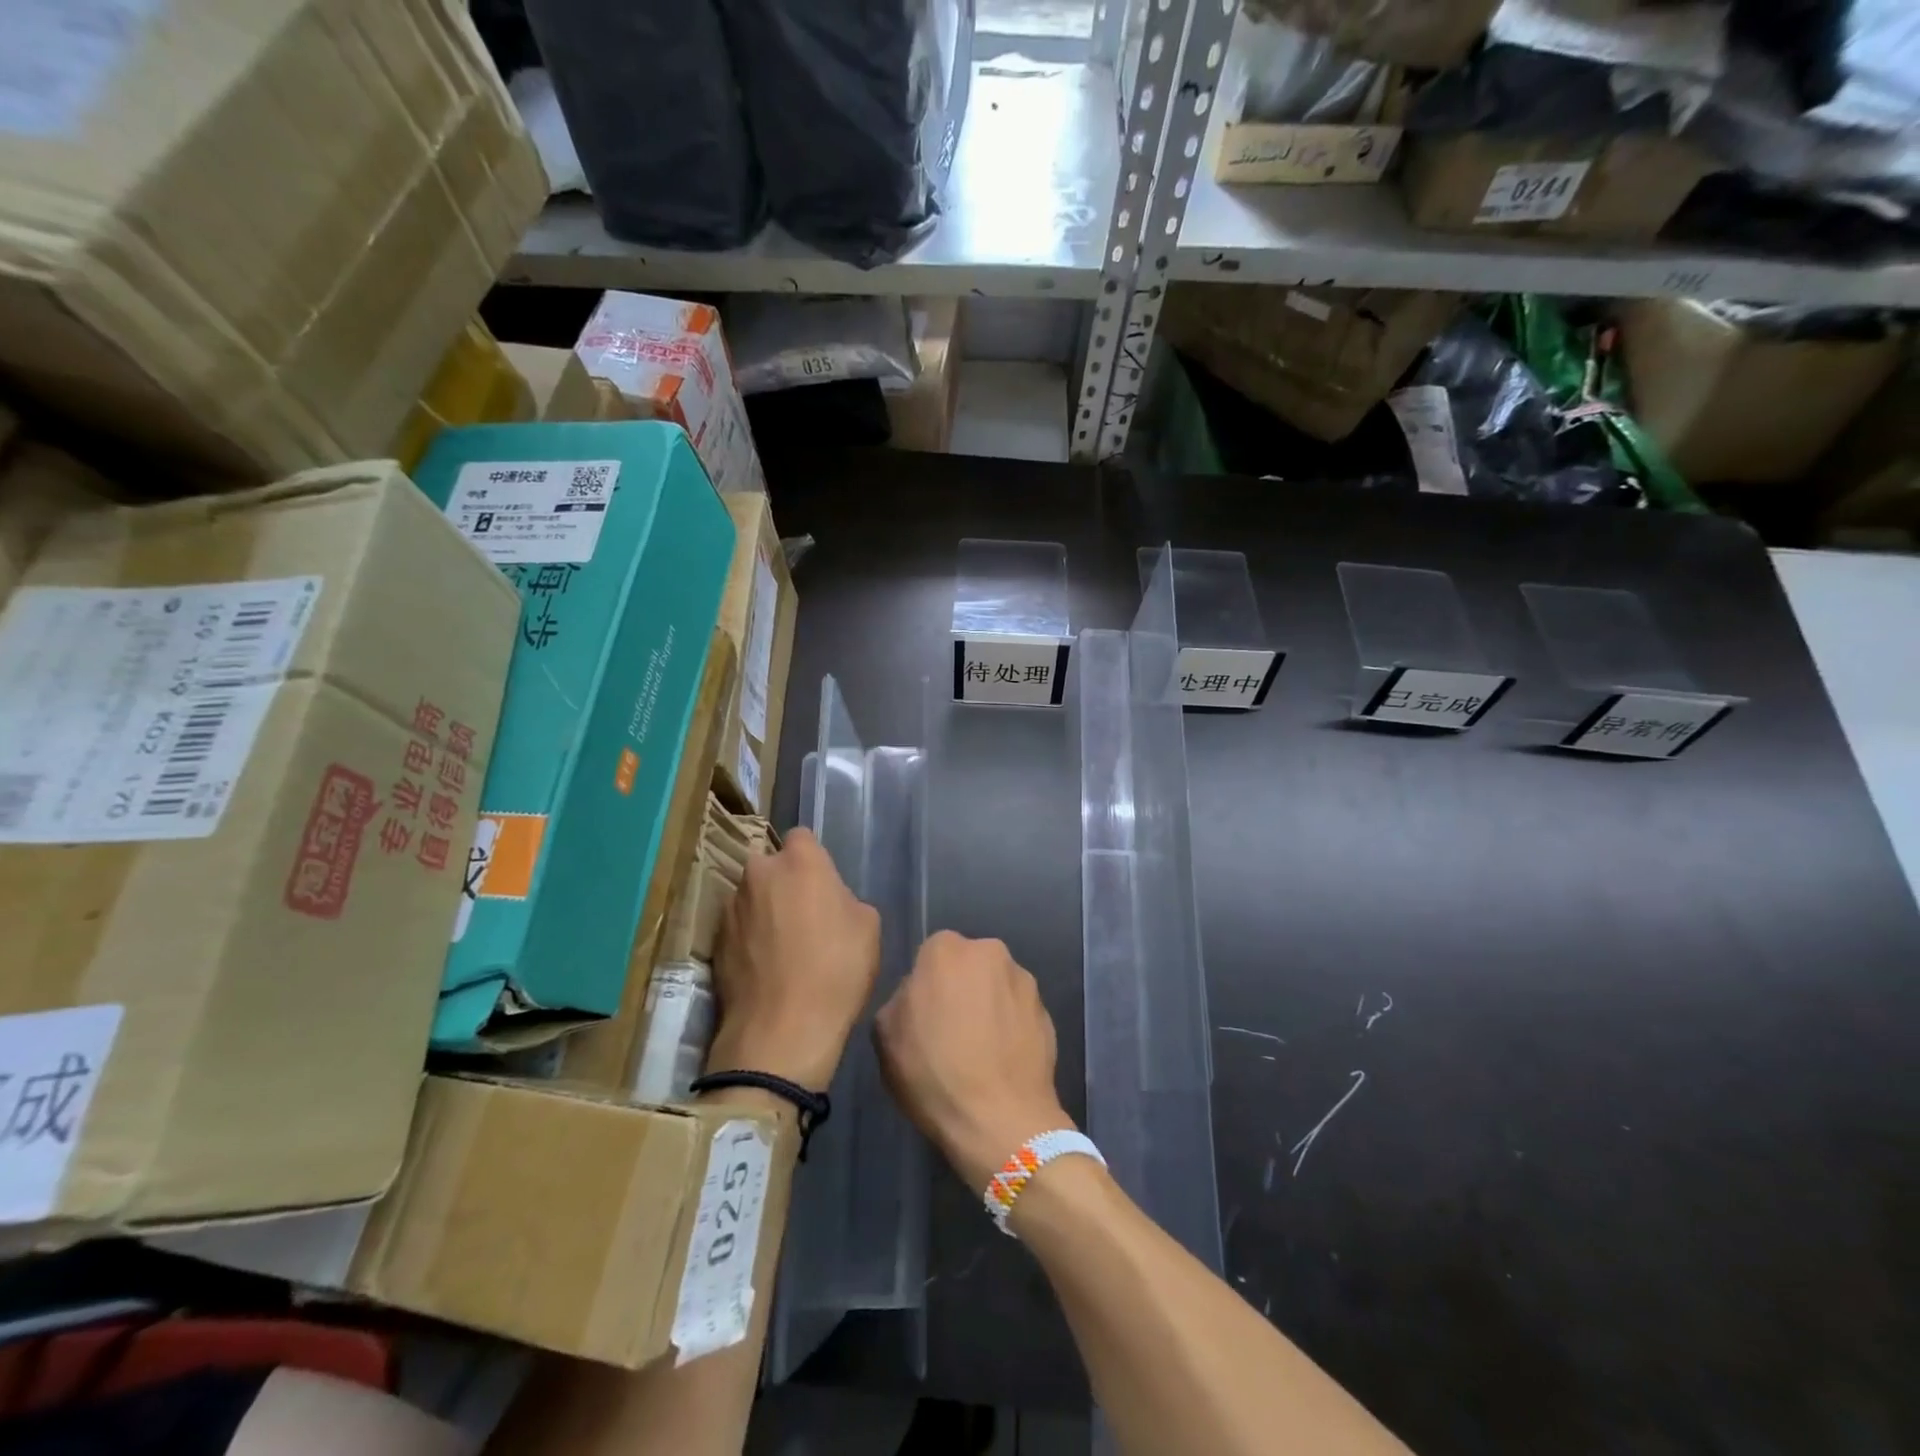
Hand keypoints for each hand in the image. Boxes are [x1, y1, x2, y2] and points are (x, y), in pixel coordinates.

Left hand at [708, 828, 879, 1090]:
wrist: (782, 1031)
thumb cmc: (837, 970)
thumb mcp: (868, 927)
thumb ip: (845, 898)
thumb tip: (829, 902)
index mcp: (800, 861)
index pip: (802, 837)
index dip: (814, 858)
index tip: (823, 884)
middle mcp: (758, 873)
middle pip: (771, 865)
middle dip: (784, 881)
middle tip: (803, 914)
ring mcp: (731, 907)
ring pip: (751, 896)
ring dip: (764, 910)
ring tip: (782, 947)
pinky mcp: (715, 942)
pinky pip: (737, 928)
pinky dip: (749, 939)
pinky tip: (765, 968)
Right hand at [874, 931, 1073, 1190]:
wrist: (1001, 1120)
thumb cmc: (934, 1073)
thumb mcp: (885, 1036)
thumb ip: (900, 999)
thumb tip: (917, 995)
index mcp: (946, 950)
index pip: (931, 954)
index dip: (926, 985)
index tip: (923, 1015)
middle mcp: (990, 952)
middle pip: (968, 964)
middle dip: (960, 987)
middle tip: (950, 1029)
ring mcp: (1024, 980)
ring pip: (996, 985)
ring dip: (988, 1005)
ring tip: (980, 1048)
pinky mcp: (1047, 1010)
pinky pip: (1018, 1011)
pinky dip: (1010, 1026)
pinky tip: (1002, 1059)